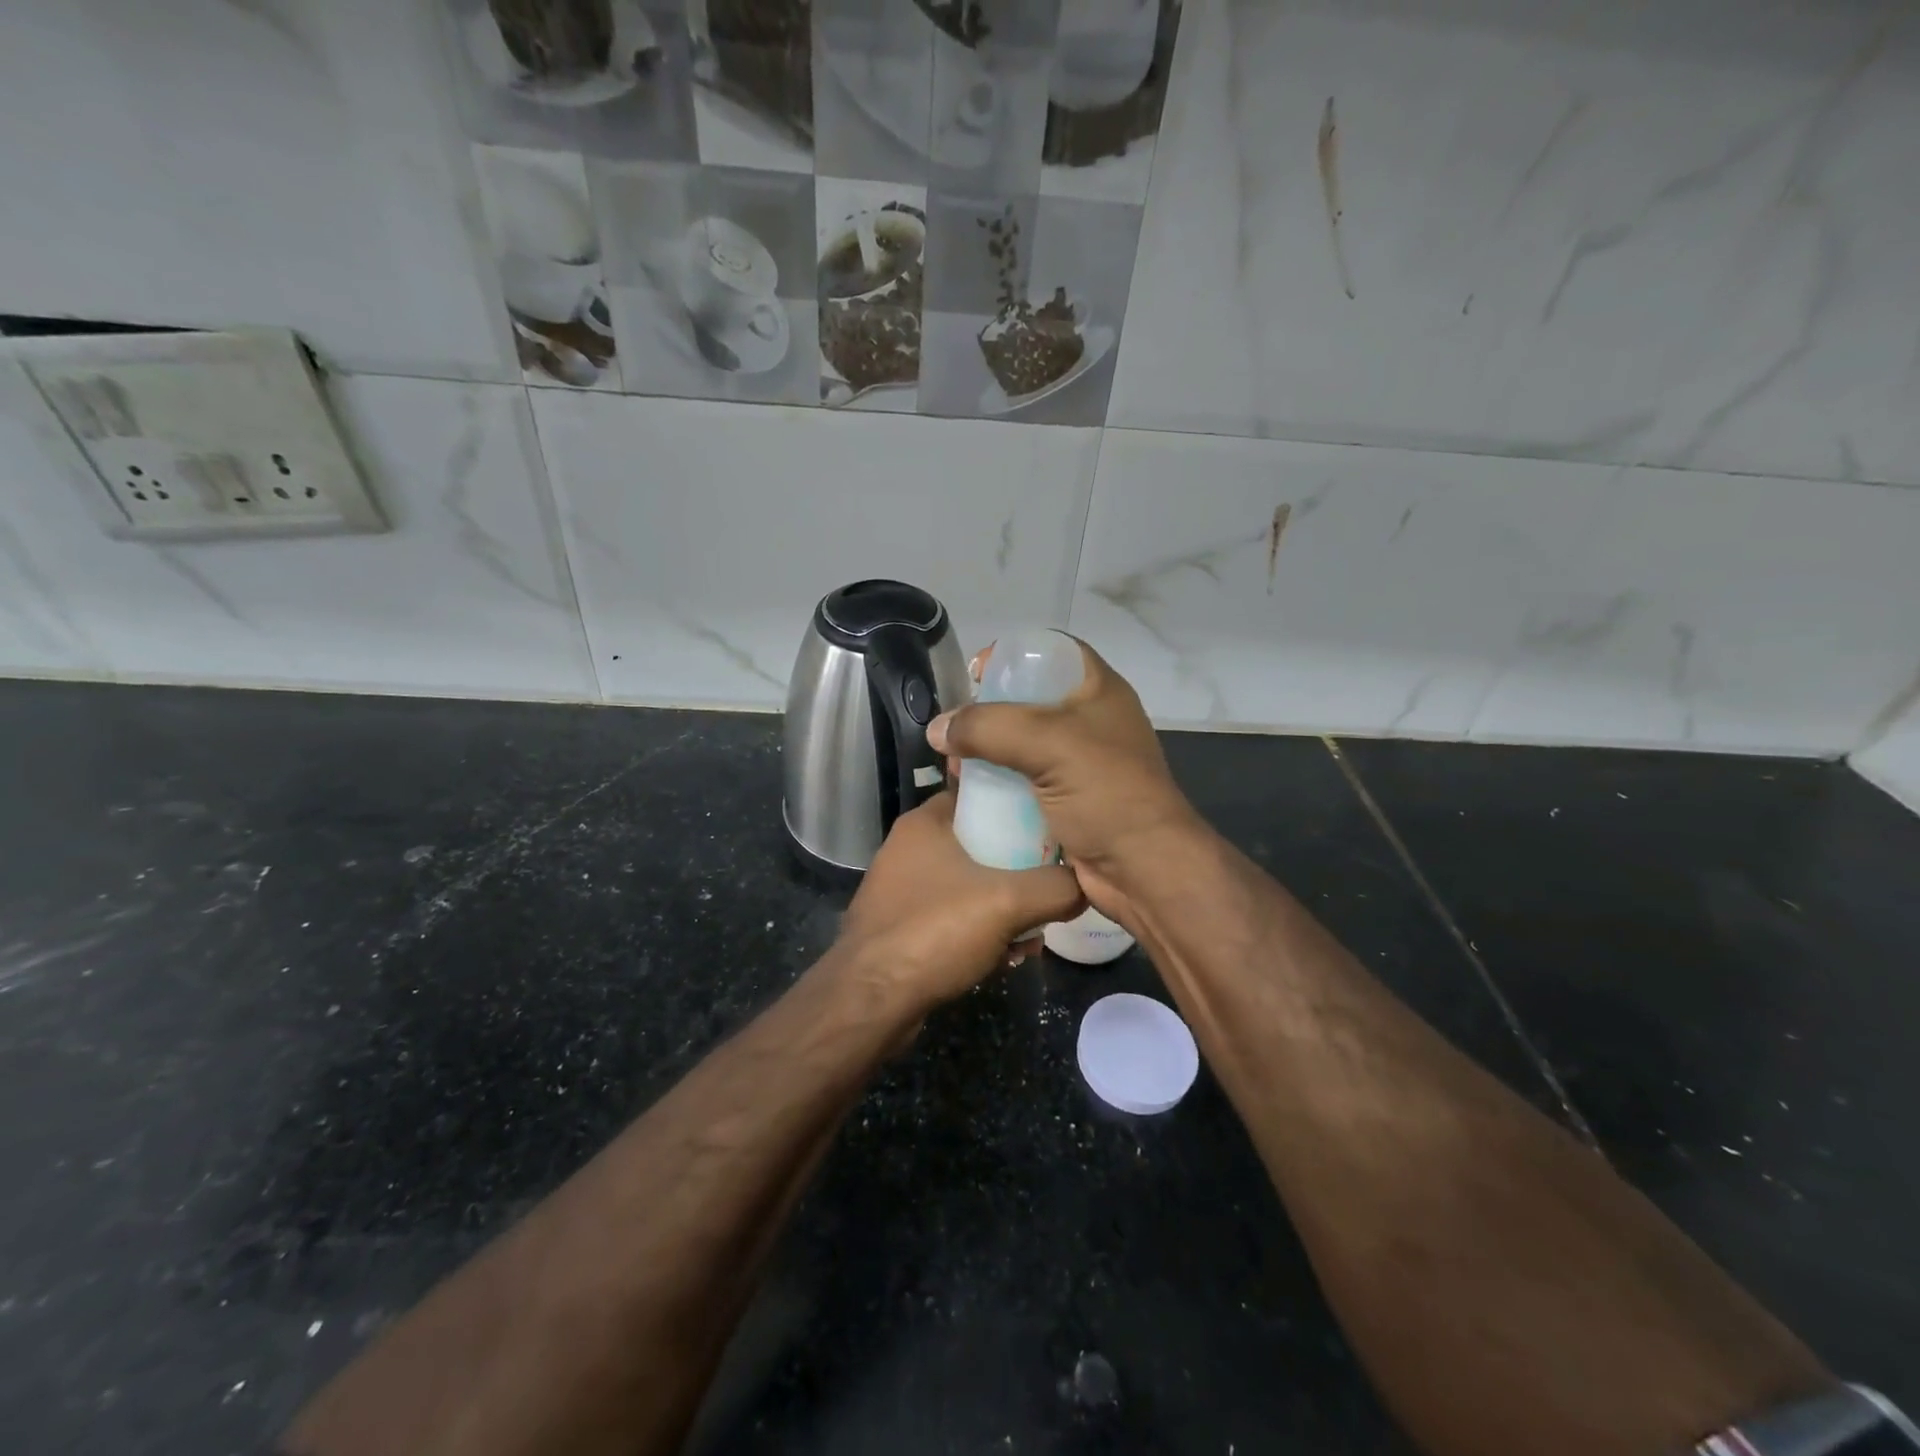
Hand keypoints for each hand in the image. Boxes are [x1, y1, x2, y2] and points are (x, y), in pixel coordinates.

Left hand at [836, 791, 1084, 1011]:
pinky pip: (950, 919)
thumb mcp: (1008, 902)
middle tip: (1047, 891)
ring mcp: (900, 890)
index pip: (978, 794)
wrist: (871, 1000)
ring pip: (967, 886)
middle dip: (1016, 871)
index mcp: (925, 823)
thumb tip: (1087, 884)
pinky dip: (978, 932)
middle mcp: (908, 849)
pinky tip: (1004, 958)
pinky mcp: (899, 928)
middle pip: (978, 844)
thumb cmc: (935, 930)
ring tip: (1032, 937)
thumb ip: (1056, 887)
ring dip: (1001, 908)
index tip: (1050, 827)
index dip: (1016, 807)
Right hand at [926, 636, 1203, 929]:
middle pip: (1027, 701)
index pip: (1050, 653)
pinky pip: (1021, 782)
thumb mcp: (1047, 744)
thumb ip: (987, 727)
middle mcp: (1088, 722)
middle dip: (987, 713)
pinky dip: (996, 785)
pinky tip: (970, 793)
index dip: (1013, 655)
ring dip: (986, 754)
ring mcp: (1077, 764)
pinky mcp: (1065, 800)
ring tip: (955, 767)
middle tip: (956, 731)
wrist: (1144, 871)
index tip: (975, 675)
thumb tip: (937, 729)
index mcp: (1097, 691)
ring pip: (1019, 745)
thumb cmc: (1105, 794)